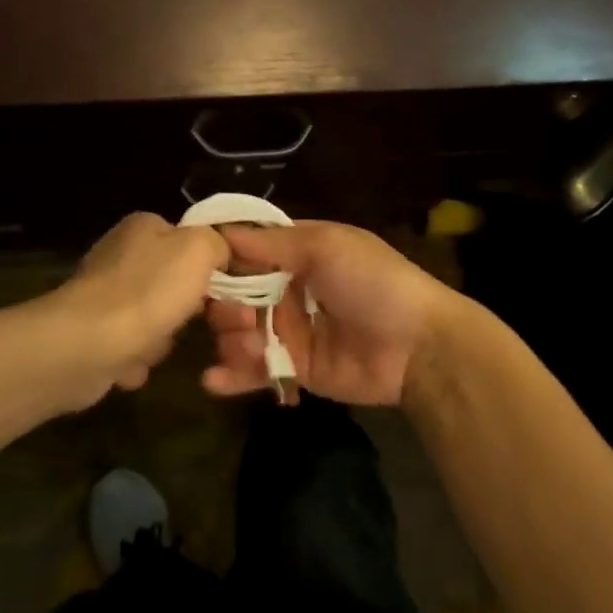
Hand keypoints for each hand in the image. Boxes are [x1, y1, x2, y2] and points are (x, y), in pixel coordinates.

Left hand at [54, 212, 228, 400]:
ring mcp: (104, 295)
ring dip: (164, 338)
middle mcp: (121, 255)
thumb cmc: (147, 292)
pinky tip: (133, 364)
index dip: (214, 264)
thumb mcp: (199, 250)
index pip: (190, 239)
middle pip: (176, 281)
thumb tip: (219, 253)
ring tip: (157, 345)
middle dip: (193, 309)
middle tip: (208, 325)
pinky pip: (132, 346)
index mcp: (143, 227)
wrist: (85, 346)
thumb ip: (217, 243)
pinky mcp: (92, 333)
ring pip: (157, 317)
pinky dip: (137, 358)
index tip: (232, 291)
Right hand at [202, 220, 467, 405]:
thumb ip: (271, 243)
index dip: (220, 258)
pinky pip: (256, 370)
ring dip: (231, 338)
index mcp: (298, 252)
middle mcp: (288, 288)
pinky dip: (232, 376)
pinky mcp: (295, 368)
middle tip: (237, 316)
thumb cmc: (372, 281)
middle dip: (225, 304)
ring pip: (240, 332)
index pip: (246, 250)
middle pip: (236, 293)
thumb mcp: (325, 246)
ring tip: (245, 344)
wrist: (418, 345)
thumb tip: (219, 231)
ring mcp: (291, 330)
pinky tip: (214, 381)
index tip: (194, 267)